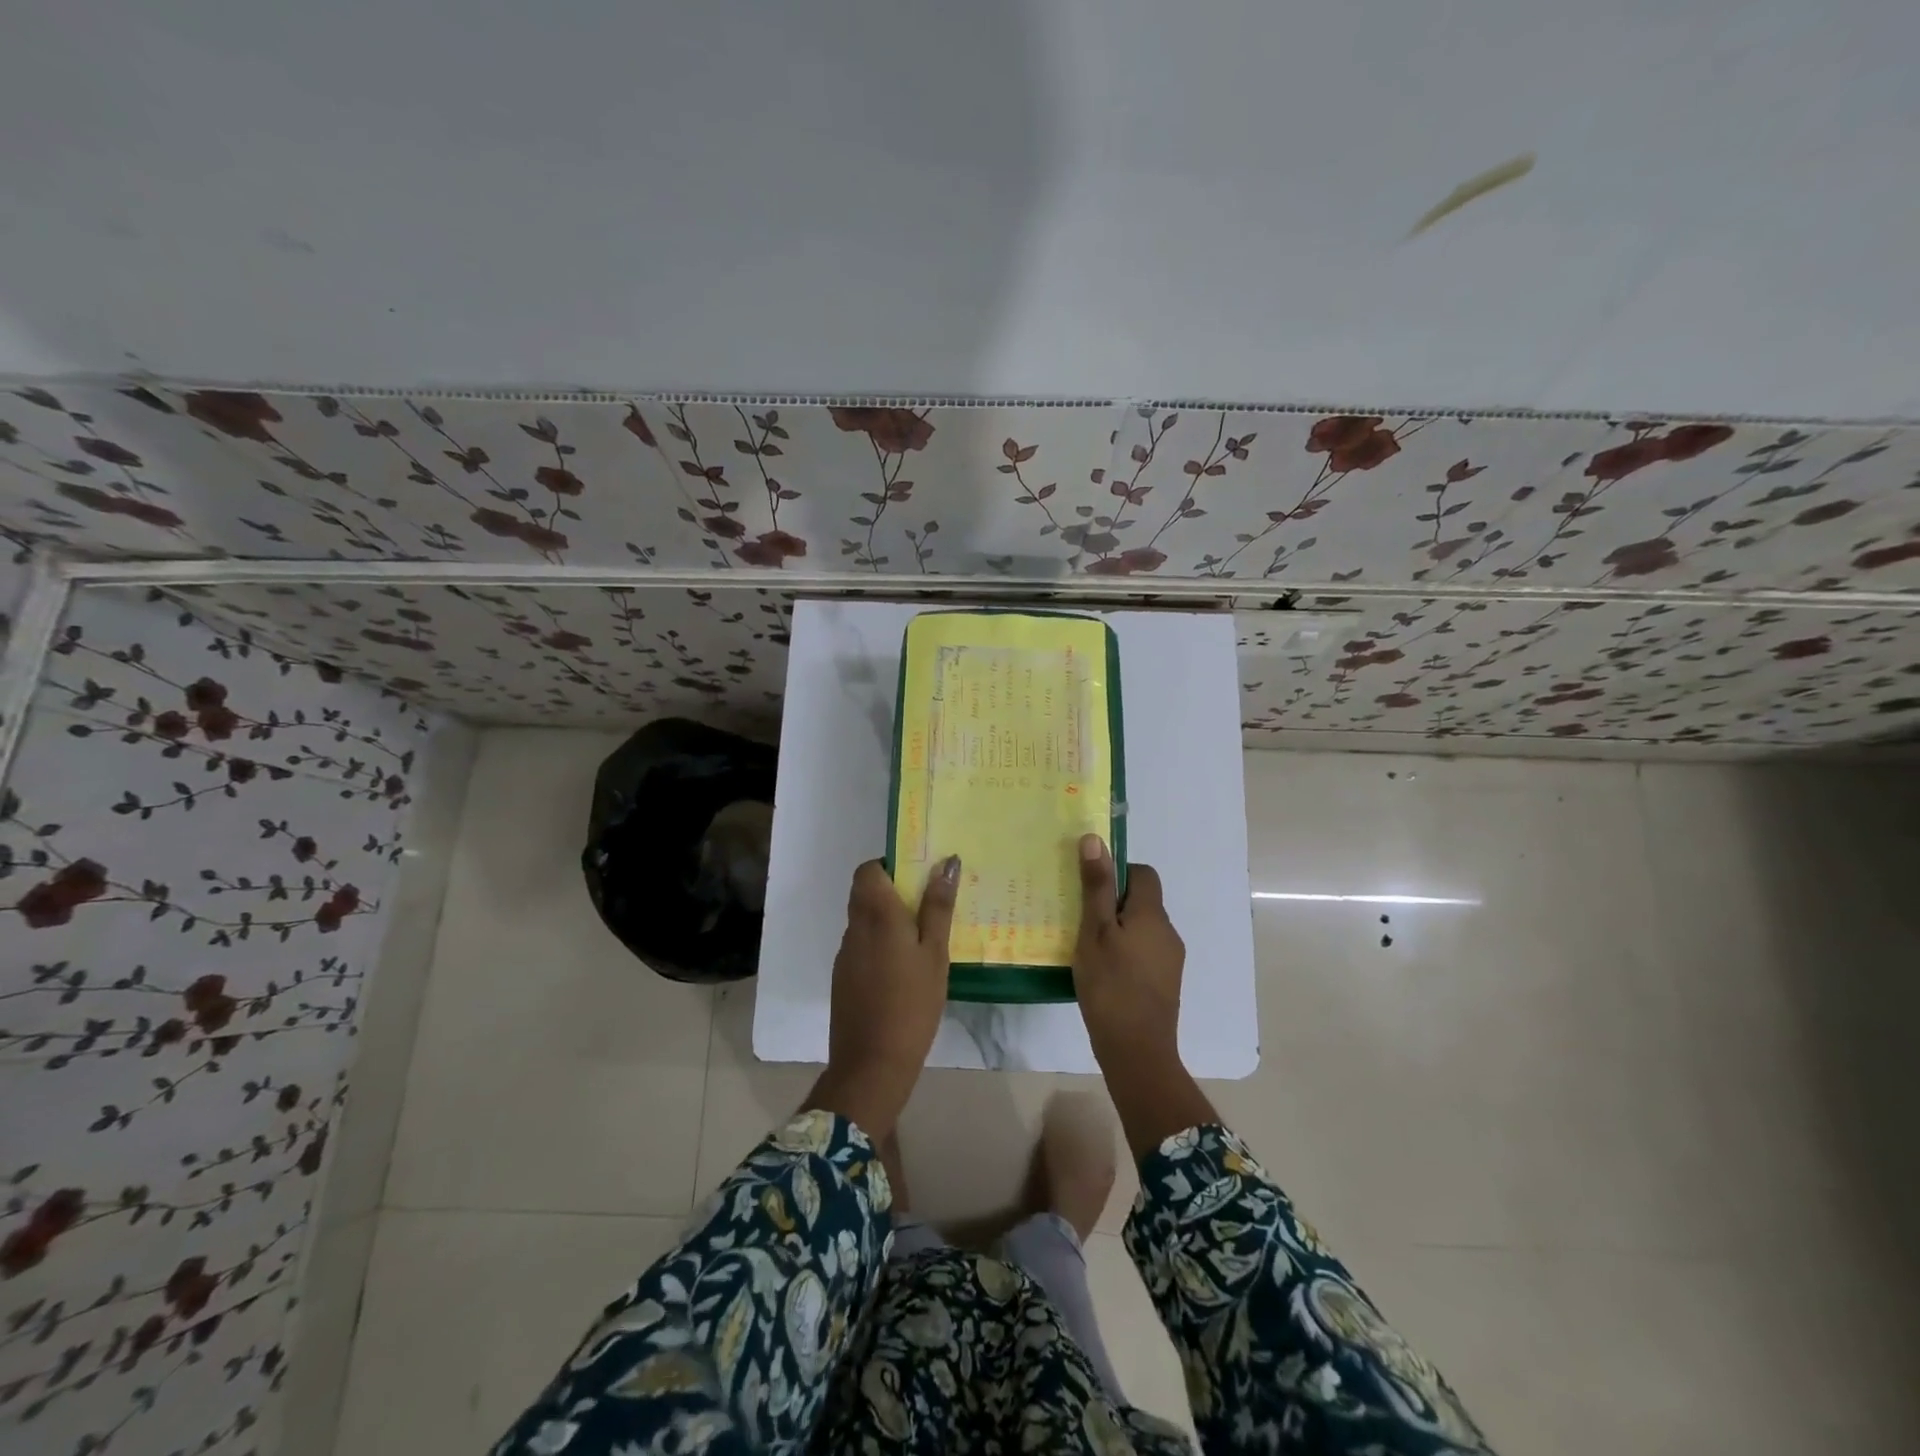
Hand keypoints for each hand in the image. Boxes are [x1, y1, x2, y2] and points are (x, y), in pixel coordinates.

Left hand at [806, 856, 958, 1139]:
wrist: (872, 1063)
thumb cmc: (912, 1003)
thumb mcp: (935, 954)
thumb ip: (938, 907)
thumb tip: (946, 863)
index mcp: (877, 914)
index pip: (868, 869)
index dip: (889, 866)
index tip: (918, 876)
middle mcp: (855, 927)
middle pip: (865, 892)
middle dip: (893, 891)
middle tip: (929, 905)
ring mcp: (846, 954)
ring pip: (864, 920)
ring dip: (888, 919)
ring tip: (924, 938)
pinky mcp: (843, 978)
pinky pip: (862, 945)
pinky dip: (880, 944)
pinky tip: (904, 969)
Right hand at [1073, 834, 1214, 1158]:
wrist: (1137, 1052)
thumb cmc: (1111, 986)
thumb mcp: (1094, 932)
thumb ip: (1095, 887)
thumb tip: (1095, 840)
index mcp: (1152, 914)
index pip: (1142, 873)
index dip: (1117, 872)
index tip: (1089, 887)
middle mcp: (1168, 932)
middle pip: (1141, 901)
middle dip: (1112, 903)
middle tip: (1079, 917)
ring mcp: (1170, 961)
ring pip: (1142, 929)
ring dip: (1117, 930)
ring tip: (1086, 946)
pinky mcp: (1165, 985)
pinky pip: (1144, 953)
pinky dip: (1124, 953)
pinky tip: (1102, 972)